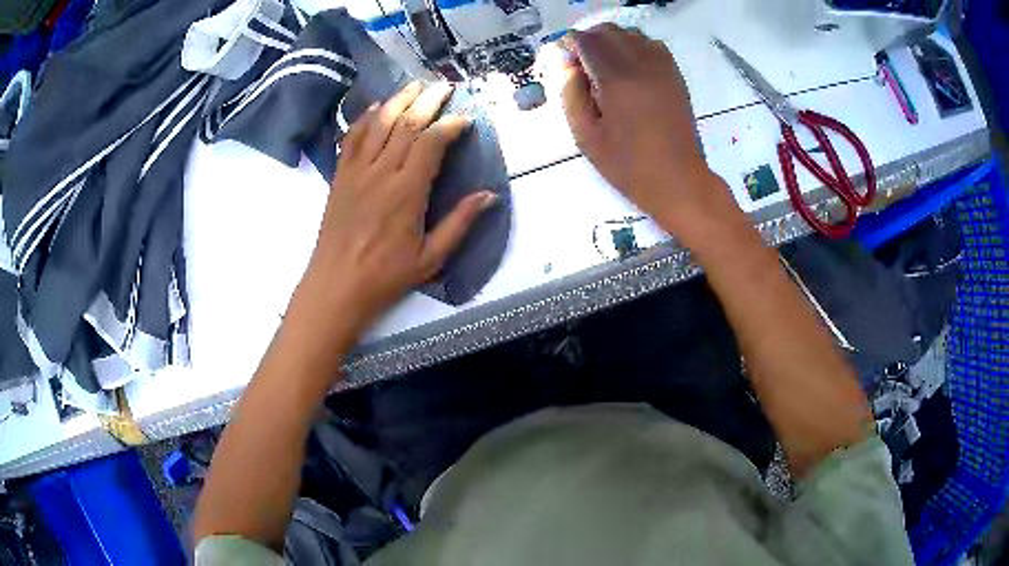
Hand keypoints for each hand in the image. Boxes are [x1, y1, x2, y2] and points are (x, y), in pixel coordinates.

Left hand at [303, 81, 496, 331]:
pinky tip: (376, 106)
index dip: (450, 125)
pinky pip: (352, 137)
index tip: (465, 118)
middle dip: (428, 101)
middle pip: (406, 124)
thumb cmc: (385, 276)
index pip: (431, 143)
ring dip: (398, 100)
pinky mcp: (340, 175)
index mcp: (407, 192)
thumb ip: (460, 223)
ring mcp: (357, 171)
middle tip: (444, 86)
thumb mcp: (431, 258)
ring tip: (415, 85)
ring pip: (378, 123)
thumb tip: (488, 195)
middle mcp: (381, 172)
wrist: (336, 285)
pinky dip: (364, 118)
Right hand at [560, 24, 736, 235]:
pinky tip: (630, 71)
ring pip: (631, 35)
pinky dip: (635, 49)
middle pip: (609, 31)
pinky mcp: (675, 76)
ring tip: (605, 68)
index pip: (587, 40)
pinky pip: (652, 46)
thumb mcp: (586, 137)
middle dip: (589, 40)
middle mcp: (641, 64)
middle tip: (582, 65)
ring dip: (612, 42)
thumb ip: (571, 95)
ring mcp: (663, 68)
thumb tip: (569, 67)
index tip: (564, 62)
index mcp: (617, 79)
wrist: (679, 181)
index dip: (570, 45)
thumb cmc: (629, 166)